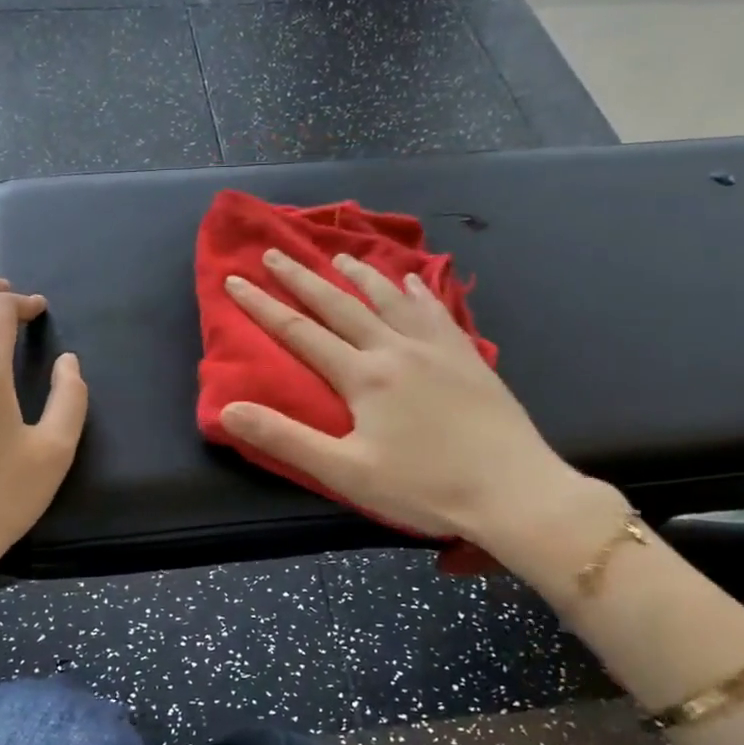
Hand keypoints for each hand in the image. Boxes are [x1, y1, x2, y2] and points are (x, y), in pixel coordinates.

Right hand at [219, 248, 594, 556]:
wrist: (515, 491)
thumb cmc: (424, 487)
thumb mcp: (345, 472)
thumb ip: (285, 438)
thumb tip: (229, 410)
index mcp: (362, 376)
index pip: (299, 332)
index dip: (262, 306)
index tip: (234, 280)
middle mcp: (395, 349)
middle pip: (339, 305)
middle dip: (302, 278)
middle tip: (275, 252)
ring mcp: (435, 348)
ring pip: (389, 298)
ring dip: (358, 274)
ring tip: (338, 255)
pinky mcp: (466, 356)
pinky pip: (435, 311)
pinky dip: (417, 291)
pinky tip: (412, 280)